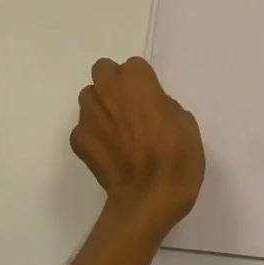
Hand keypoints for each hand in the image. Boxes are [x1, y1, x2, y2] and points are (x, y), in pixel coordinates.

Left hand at [71, 57, 203, 236]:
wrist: (150, 198)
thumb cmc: (176, 158)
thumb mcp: (185, 123)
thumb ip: (162, 104)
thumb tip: (149, 107)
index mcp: (137, 82)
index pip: (133, 66)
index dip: (142, 81)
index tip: (150, 98)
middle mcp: (108, 92)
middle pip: (102, 70)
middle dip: (112, 82)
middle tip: (128, 104)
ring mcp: (89, 116)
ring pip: (88, 97)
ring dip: (100, 106)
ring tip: (117, 129)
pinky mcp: (79, 140)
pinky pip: (82, 128)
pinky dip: (93, 135)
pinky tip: (108, 151)